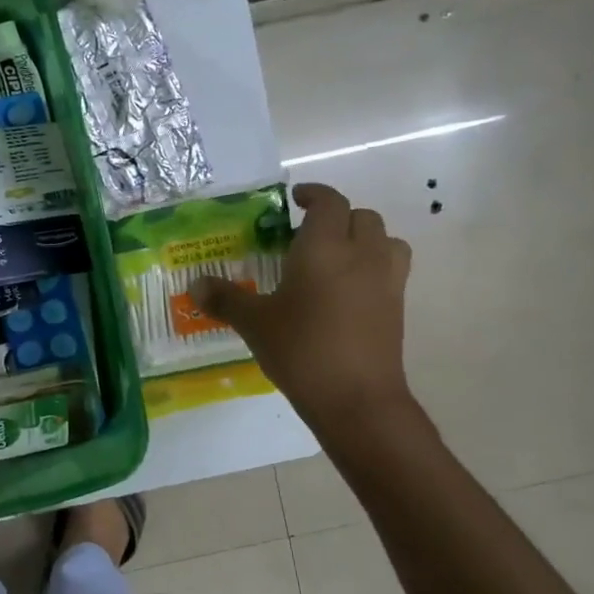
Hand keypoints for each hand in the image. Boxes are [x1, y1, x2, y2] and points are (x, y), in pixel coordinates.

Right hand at [196, 183, 412, 423]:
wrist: (357, 399)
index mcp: (324, 248)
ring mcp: (386, 281)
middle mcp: (361, 255)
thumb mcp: (254, 324)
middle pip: (362, 216)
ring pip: (386, 240)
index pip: (329, 202)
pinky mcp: (397, 307)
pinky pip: (391, 270)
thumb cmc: (301, 350)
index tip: (295, 198)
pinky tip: (348, 291)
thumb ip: (225, 299)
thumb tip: (196, 285)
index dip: (313, 194)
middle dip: (338, 217)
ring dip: (364, 238)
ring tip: (337, 257)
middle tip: (309, 234)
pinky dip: (374, 266)